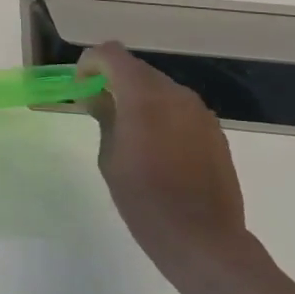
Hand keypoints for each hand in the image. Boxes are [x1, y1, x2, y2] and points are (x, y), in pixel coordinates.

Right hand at [77, 42, 248, 273]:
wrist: (203, 239)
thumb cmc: (144, 201)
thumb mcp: (110, 159)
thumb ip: (105, 117)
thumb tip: (100, 97)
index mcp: (144, 98)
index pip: (111, 54)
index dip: (90, 63)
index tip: (81, 88)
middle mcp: (176, 95)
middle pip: (137, 69)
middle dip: (113, 80)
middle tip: (98, 109)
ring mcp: (199, 112)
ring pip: (159, 87)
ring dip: (137, 97)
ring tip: (126, 130)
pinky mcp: (213, 131)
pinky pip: (178, 108)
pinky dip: (160, 113)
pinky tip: (155, 146)